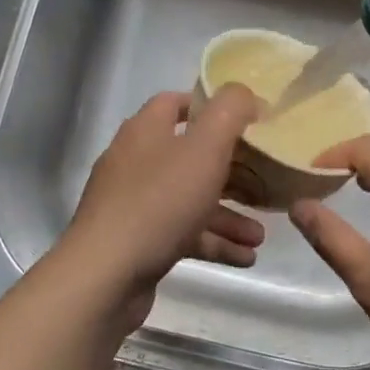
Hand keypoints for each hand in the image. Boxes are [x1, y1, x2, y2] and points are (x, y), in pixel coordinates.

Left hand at [62, 87, 265, 306]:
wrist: (106, 276)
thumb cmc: (160, 202)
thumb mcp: (205, 148)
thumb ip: (229, 112)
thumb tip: (244, 93)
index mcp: (146, 131)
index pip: (176, 103)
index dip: (211, 107)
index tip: (248, 121)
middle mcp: (136, 162)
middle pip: (189, 156)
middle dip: (231, 171)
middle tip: (264, 182)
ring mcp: (134, 204)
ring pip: (190, 199)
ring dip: (227, 215)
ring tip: (260, 236)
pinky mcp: (138, 241)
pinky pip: (183, 234)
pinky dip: (213, 242)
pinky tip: (244, 257)